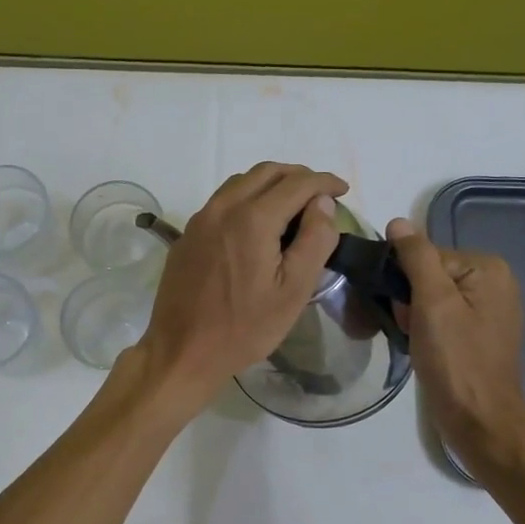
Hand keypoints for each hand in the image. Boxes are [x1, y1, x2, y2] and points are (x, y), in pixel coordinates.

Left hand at [135, 163, 348, 407]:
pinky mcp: (187, 235)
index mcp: (252, 219)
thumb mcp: (293, 291)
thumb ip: (314, 240)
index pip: (296, 183)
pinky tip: (257, 223)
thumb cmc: (244, 328)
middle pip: (266, 172)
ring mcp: (200, 220)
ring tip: (292, 205)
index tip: (343, 190)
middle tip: (320, 195)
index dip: (324, 182)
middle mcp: (223, 208)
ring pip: (241, 182)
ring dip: (271, 183)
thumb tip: (322, 203)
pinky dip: (247, 197)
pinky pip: (222, 201)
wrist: (182, 351)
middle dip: (298, 176)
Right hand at [386, 218, 524, 472]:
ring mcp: (487, 311)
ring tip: (417, 344)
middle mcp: (494, 283)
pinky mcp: (477, 335)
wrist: (481, 424)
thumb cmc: (457, 362)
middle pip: (428, 275)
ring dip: (413, 318)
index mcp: (488, 268)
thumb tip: (398, 222)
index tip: (406, 313)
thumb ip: (416, 258)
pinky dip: (425, 331)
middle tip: (412, 332)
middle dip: (409, 301)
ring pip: (429, 298)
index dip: (406, 282)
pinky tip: (424, 351)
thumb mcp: (432, 303)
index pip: (426, 256)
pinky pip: (440, 317)